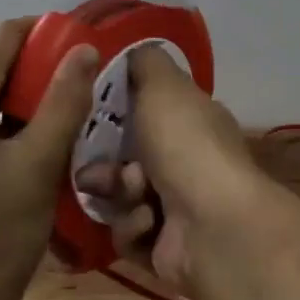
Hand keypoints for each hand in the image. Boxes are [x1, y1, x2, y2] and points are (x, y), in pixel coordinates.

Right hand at [73, 45, 263, 290]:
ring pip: (121, 197)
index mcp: (191, 123)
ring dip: (119, 195)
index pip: (145, 112)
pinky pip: (129, 234)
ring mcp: (178, 208)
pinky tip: (148, 223)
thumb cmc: (185, 145)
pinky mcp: (166, 249)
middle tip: (93, 167)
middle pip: (125, 158)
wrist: (214, 225)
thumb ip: (145, 62)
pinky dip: (133, 227)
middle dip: (105, 163)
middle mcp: (187, 163)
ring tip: (132, 196)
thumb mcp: (163, 85)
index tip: (86, 116)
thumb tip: (134, 50)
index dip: (113, 114)